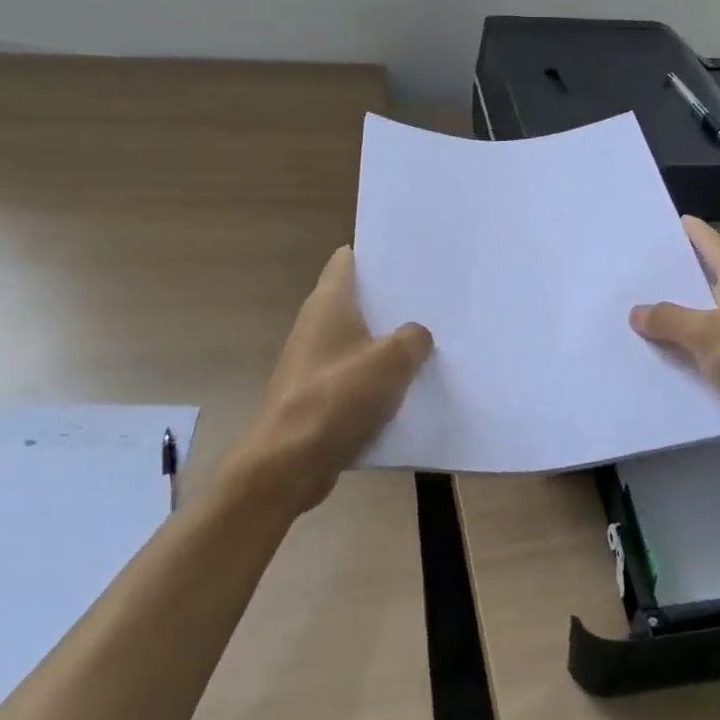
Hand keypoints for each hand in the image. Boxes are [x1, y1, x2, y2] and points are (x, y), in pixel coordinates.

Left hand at [239, 246, 431, 512]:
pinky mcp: (314, 396)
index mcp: (328, 304)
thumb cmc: (338, 398)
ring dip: (385, 343)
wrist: (290, 463)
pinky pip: (352, 377)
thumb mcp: (393, 361)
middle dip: (390, 302)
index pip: (346, 261)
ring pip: (356, 341)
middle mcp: (315, 326)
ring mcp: (312, 363)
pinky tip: (405, 389)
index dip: (375, 256)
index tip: (407, 258)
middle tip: (430, 300)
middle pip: (355, 302)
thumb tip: (416, 336)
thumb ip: (413, 339)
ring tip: (426, 343)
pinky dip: (374, 378)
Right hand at [630, 216, 719, 455]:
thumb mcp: (708, 332)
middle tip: (626, 275)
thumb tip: (636, 311)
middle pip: (700, 281)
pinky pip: (706, 354)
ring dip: (672, 323)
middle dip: (666, 279)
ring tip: (629, 319)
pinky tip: (655, 362)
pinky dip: (684, 355)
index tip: (652, 223)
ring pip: (700, 320)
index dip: (683, 230)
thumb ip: (669, 319)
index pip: (707, 241)